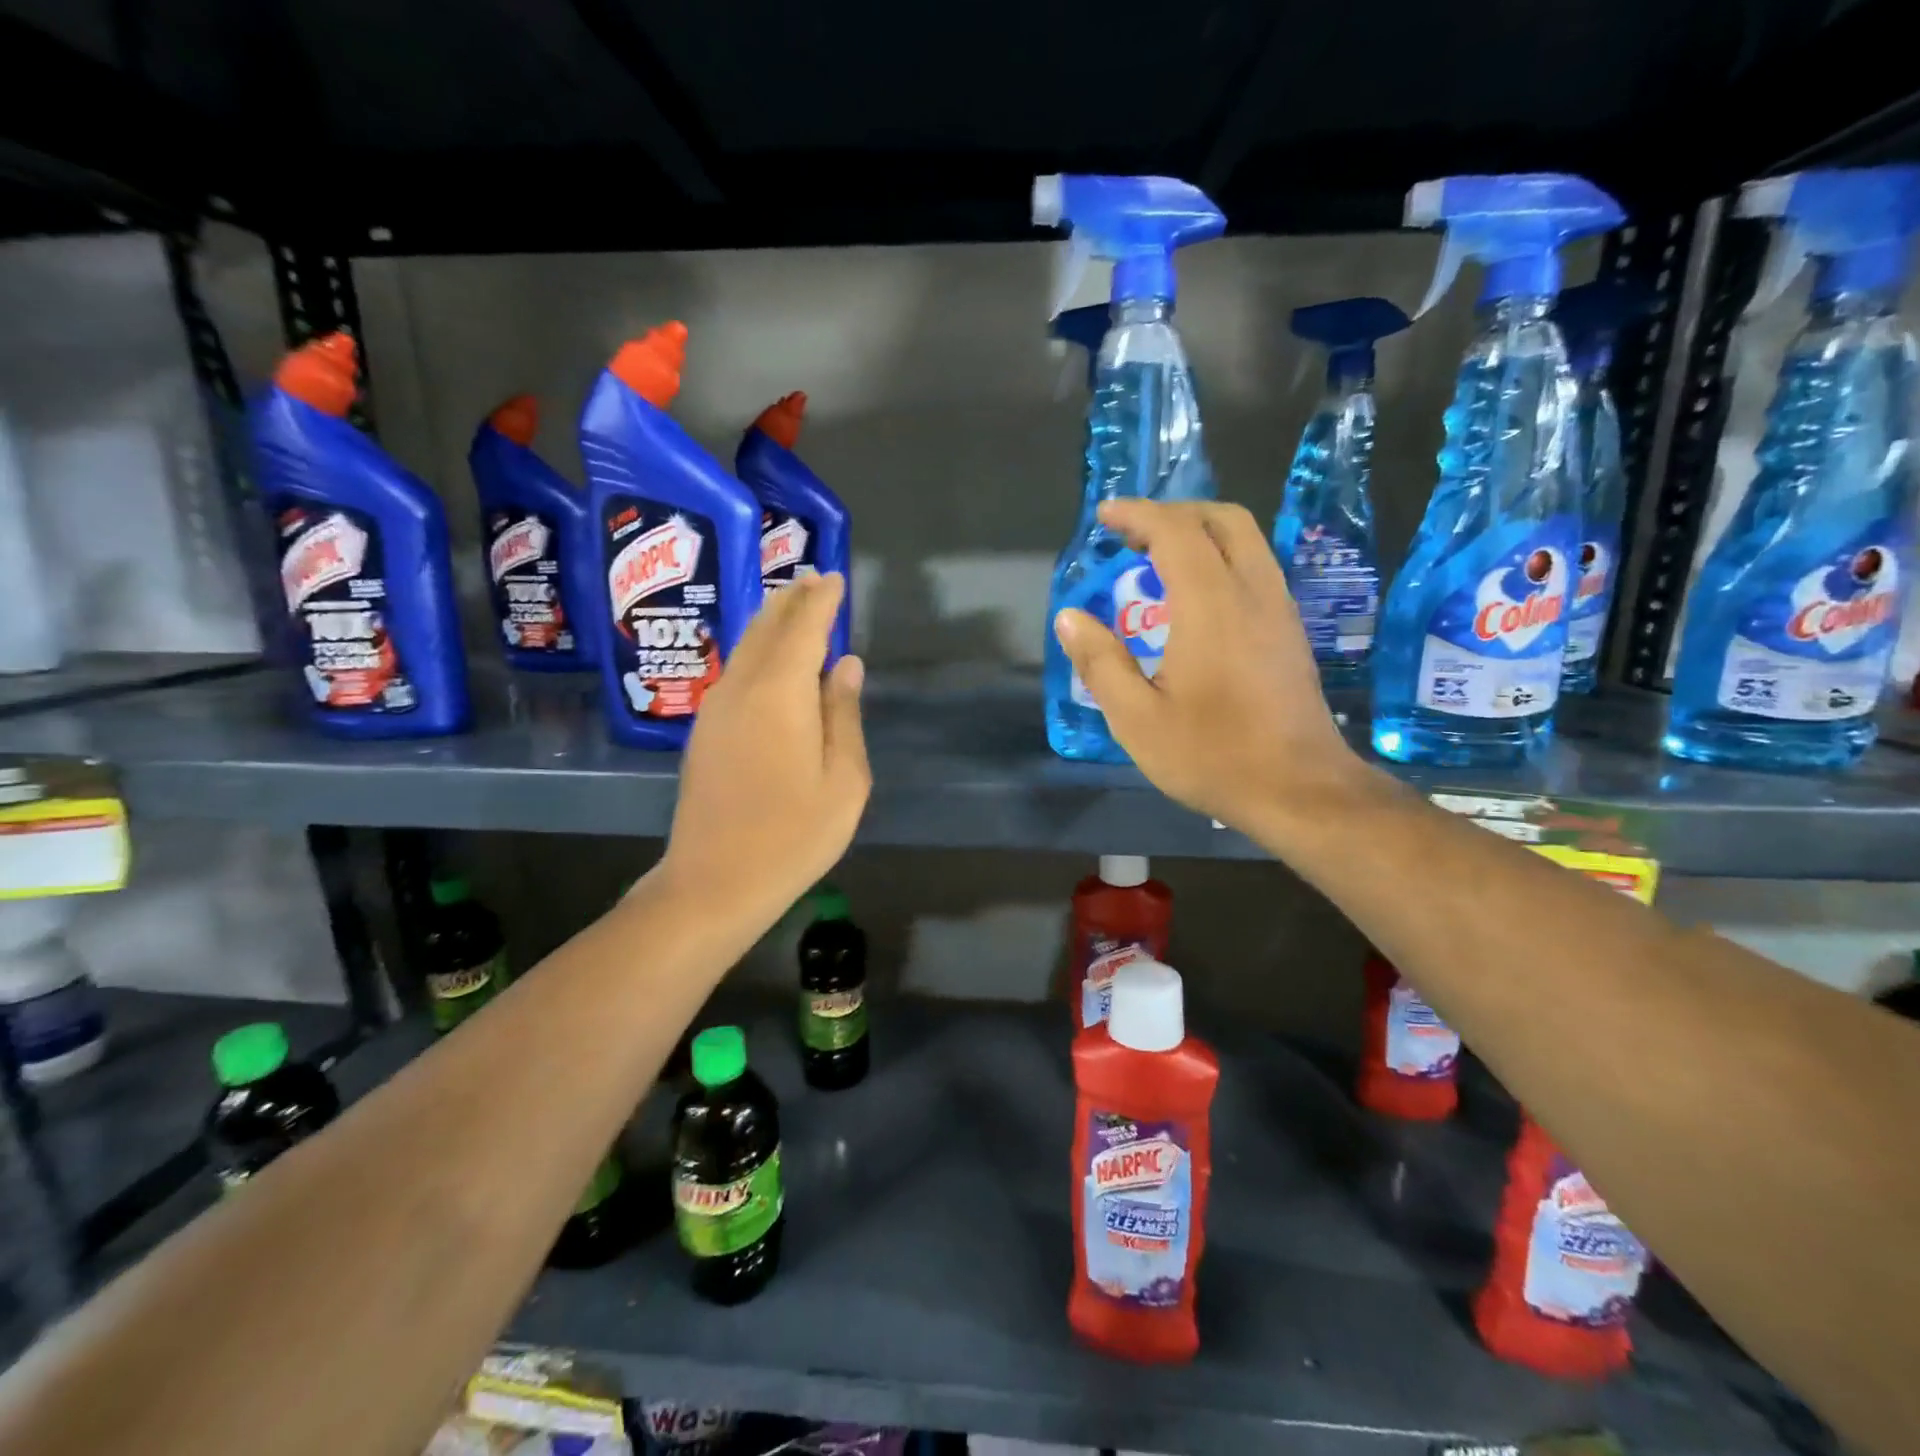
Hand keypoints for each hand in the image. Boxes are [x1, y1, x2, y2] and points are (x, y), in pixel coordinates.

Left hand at [660, 573, 869, 922]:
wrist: (714, 883)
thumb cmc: (793, 835)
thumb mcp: (843, 780)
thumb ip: (844, 715)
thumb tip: (847, 665)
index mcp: (780, 694)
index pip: (803, 628)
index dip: (821, 600)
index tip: (835, 578)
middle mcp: (742, 689)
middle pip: (767, 628)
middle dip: (792, 600)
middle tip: (814, 580)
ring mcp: (716, 709)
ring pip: (745, 647)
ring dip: (770, 621)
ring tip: (792, 604)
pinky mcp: (704, 731)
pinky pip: (735, 671)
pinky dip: (756, 650)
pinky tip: (768, 658)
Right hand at [1053, 500, 1371, 832]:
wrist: (1300, 791)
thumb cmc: (1213, 756)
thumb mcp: (1137, 720)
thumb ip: (1100, 663)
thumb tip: (1070, 617)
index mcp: (1211, 606)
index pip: (1176, 531)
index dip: (1138, 515)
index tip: (1105, 517)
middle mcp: (1253, 592)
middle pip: (1223, 519)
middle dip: (1175, 513)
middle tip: (1134, 533)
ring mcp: (1280, 610)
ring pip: (1247, 541)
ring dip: (1202, 533)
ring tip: (1160, 558)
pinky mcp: (1291, 632)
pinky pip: (1257, 568)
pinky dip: (1222, 558)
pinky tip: (1198, 597)